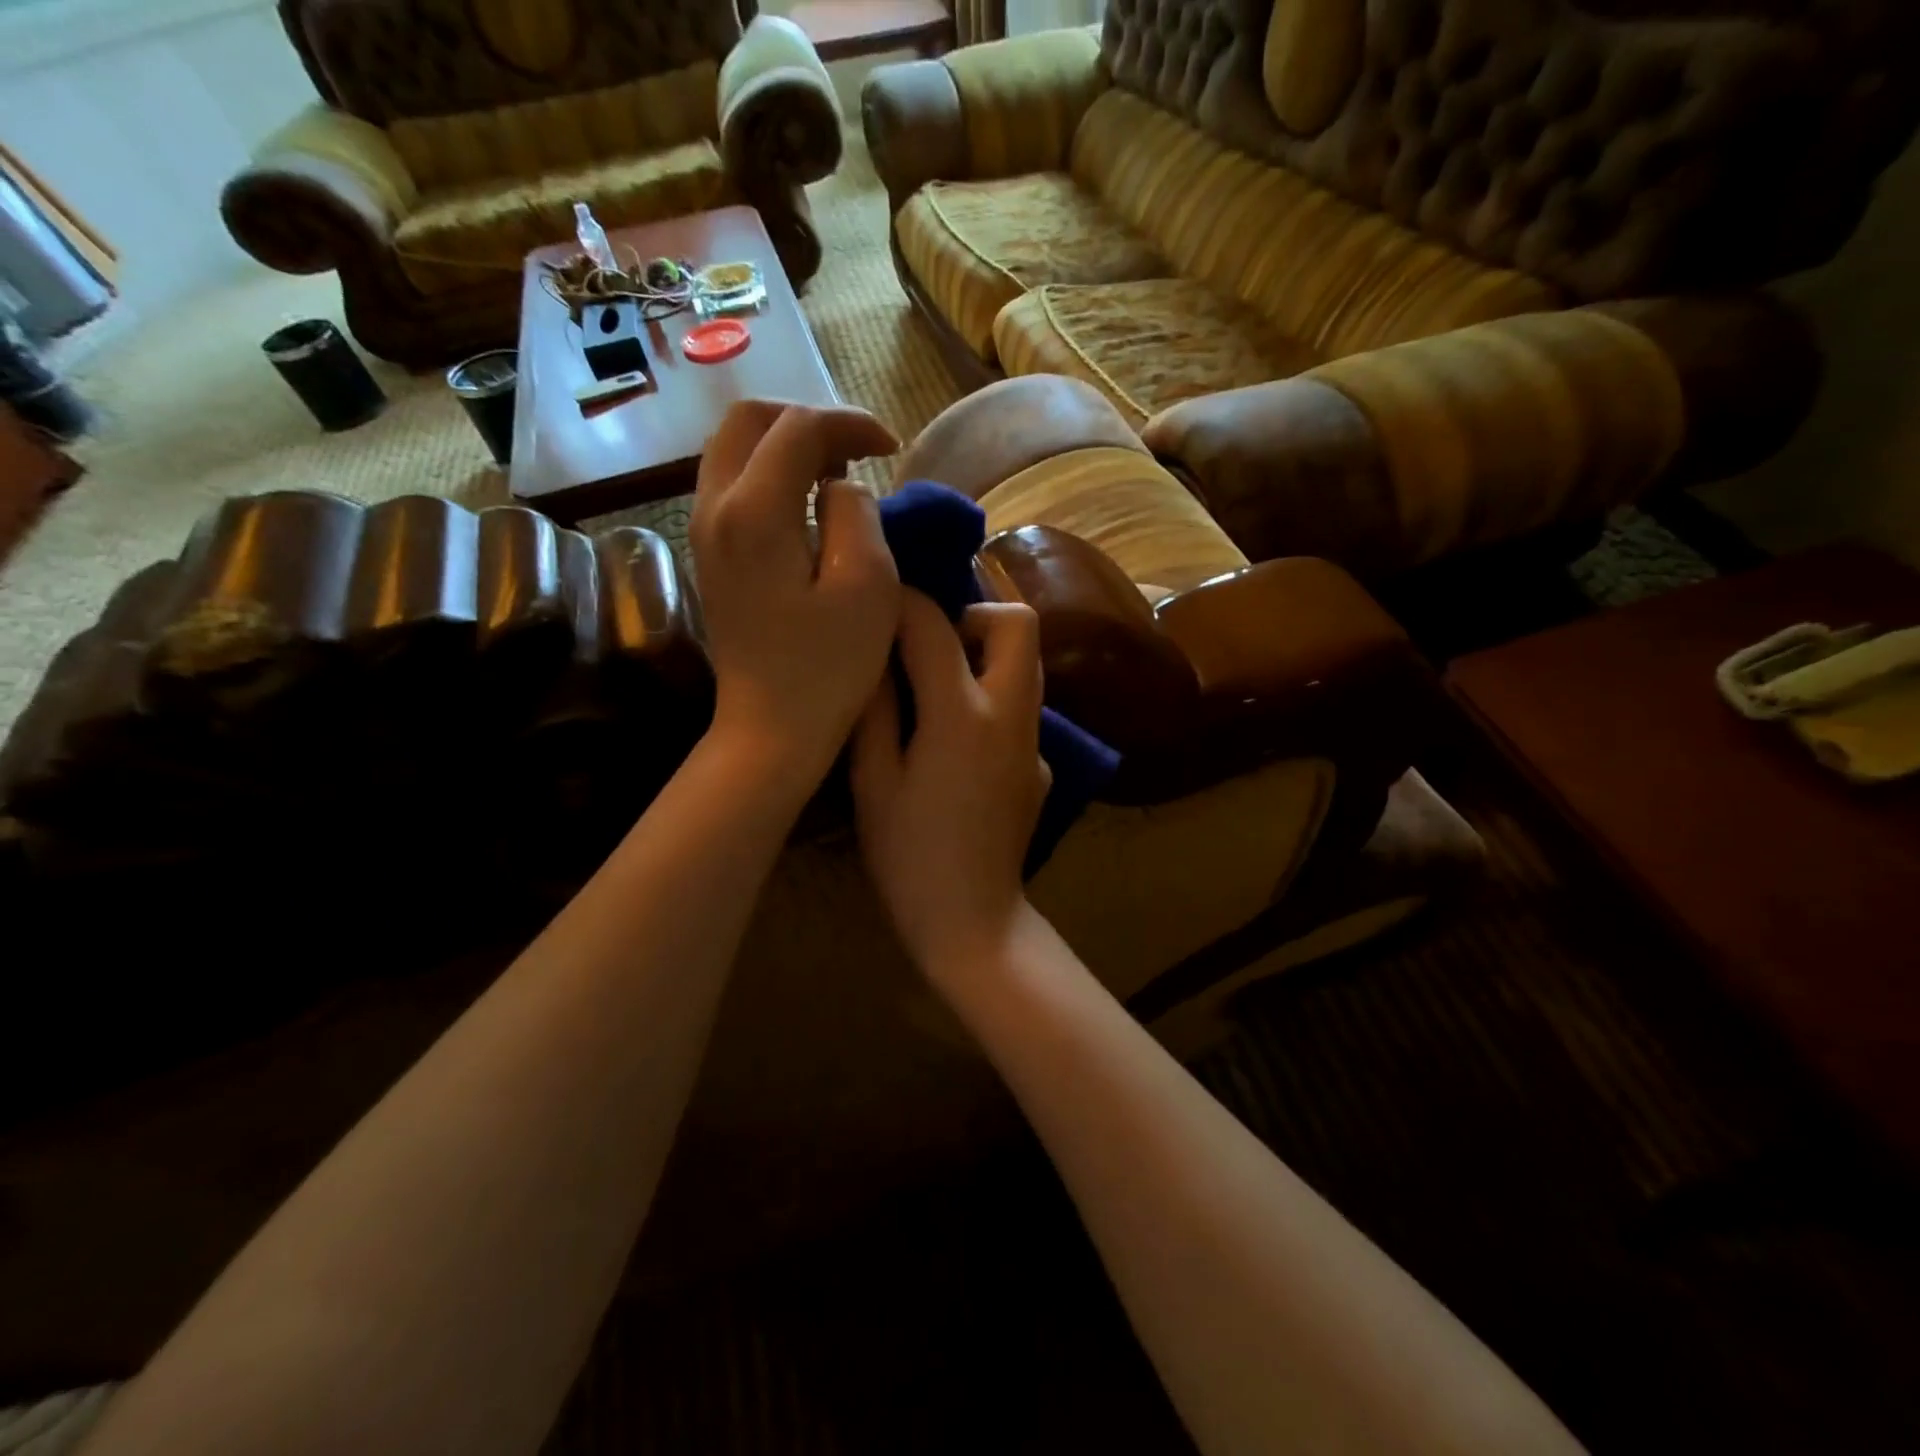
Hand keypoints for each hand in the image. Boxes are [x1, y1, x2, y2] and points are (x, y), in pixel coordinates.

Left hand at [691, 400, 899, 786]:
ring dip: (787, 446)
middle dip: (808, 421)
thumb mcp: (867, 585)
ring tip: (836, 475)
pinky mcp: (708, 555)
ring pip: (734, 450)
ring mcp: (703, 531)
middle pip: (749, 420)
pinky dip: (771, 476)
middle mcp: (714, 507)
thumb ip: (857, 512)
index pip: (798, 427)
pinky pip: (732, 485)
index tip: (892, 448)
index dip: (850, 423)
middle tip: (857, 452)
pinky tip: (808, 508)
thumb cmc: (827, 667)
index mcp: (754, 511)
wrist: (770, 730)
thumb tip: (839, 487)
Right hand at [852, 591, 1051, 985]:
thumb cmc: (910, 857)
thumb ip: (874, 711)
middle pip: (1020, 623)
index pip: (936, 626)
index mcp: (961, 714)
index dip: (904, 603)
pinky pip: (1023, 709)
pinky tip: (960, 743)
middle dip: (974, 614)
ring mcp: (1035, 742)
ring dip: (988, 654)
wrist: (973, 920)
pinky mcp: (1042, 766)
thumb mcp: (873, 782)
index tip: (880, 606)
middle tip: (932, 645)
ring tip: (941, 683)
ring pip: (1029, 664)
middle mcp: (1011, 714)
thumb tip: (872, 660)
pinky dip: (994, 700)